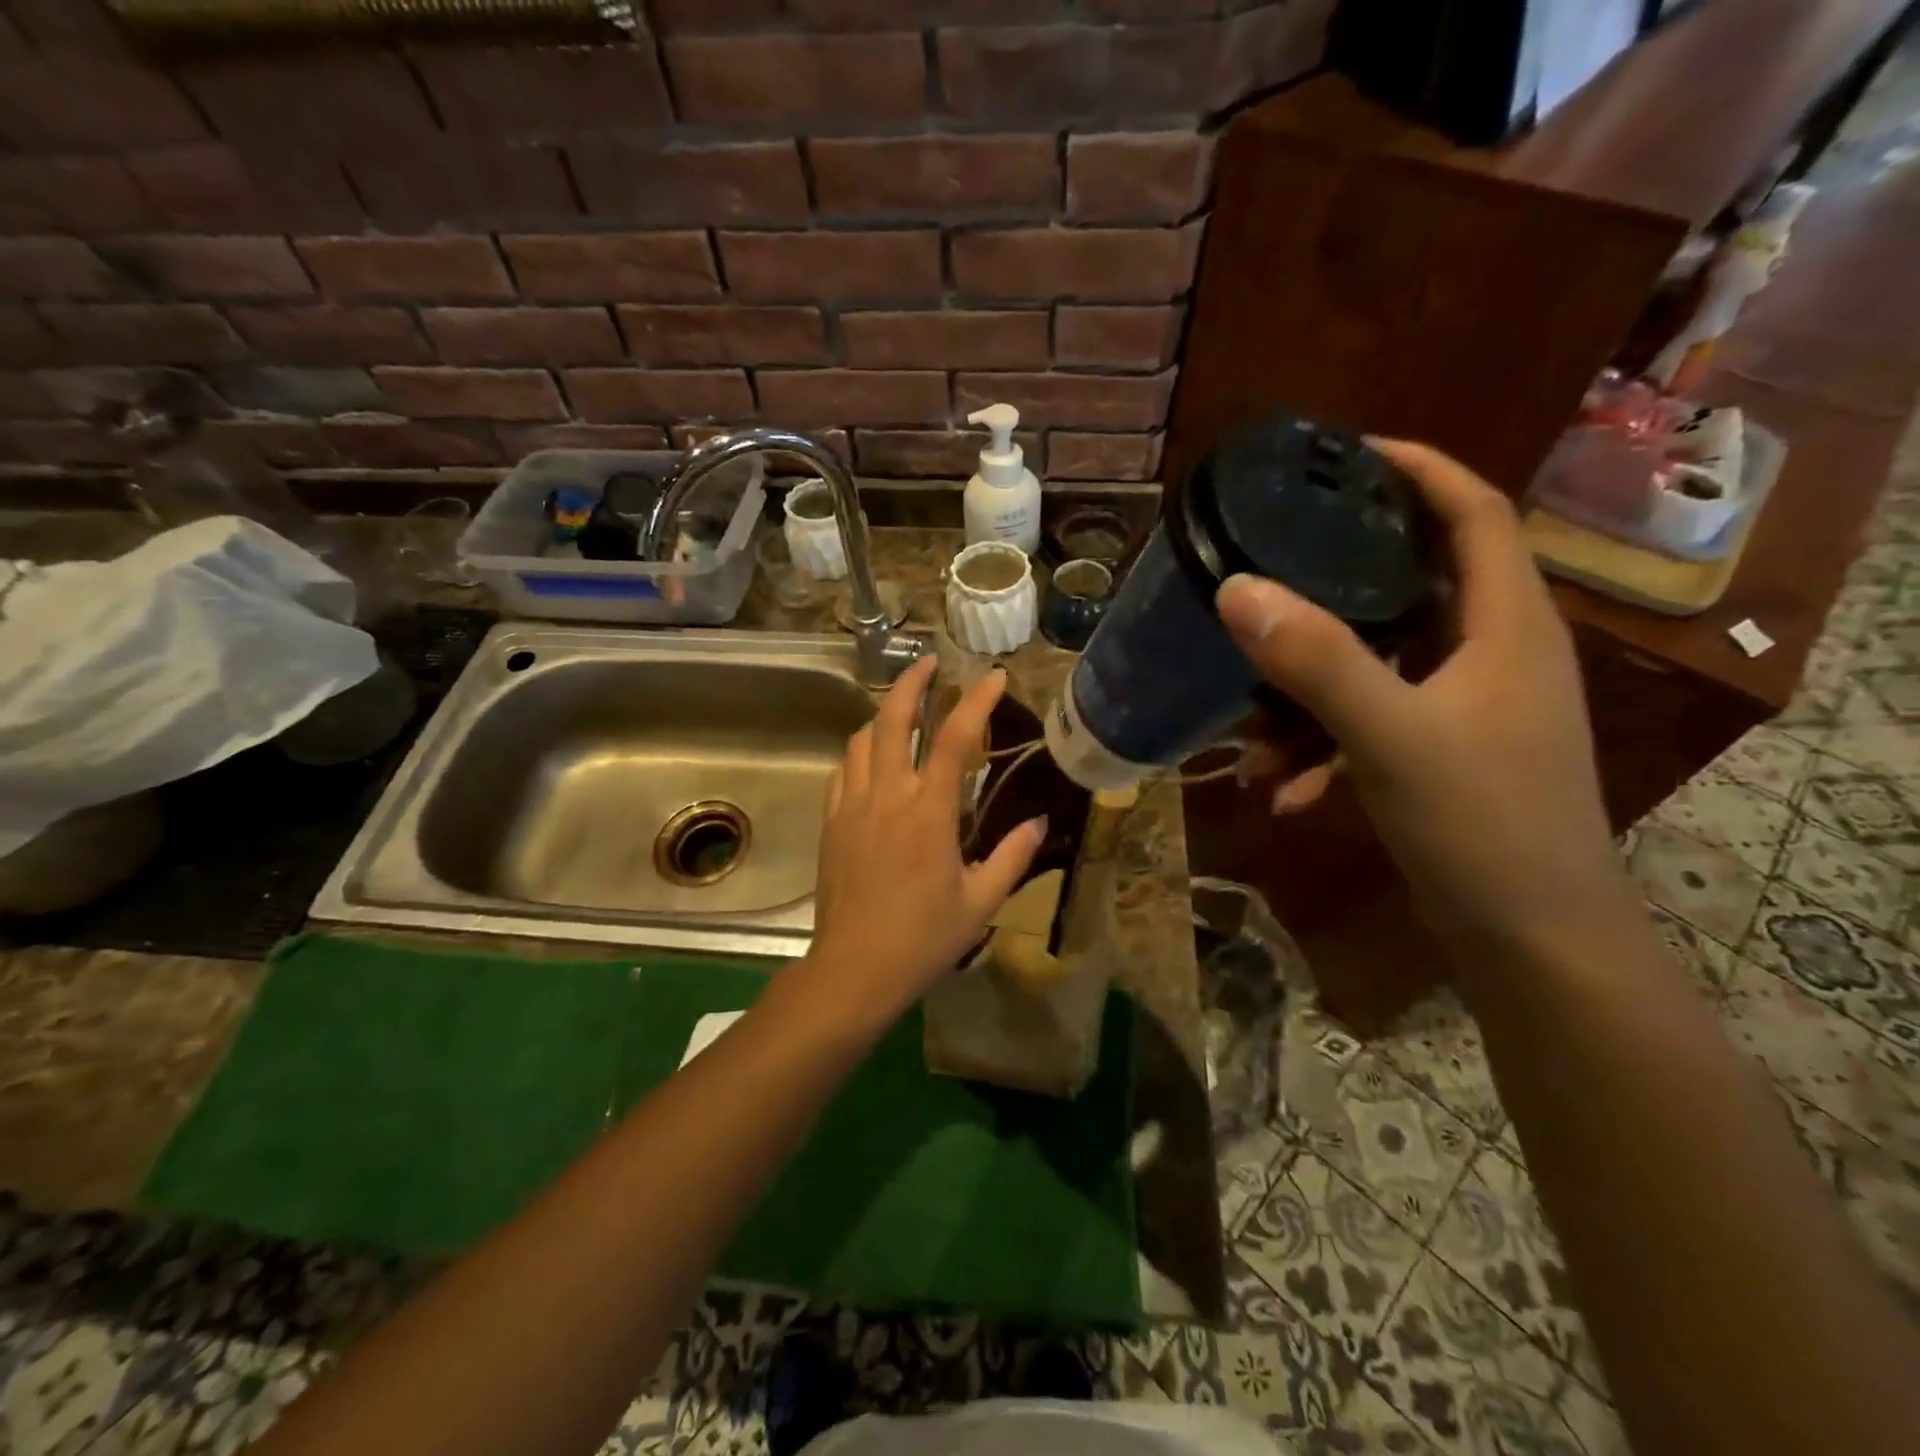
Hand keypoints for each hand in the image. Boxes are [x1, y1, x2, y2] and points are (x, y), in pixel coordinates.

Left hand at [805, 655, 1045, 1018]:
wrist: (854, 969)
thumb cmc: (923, 938)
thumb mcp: (981, 901)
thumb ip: (1012, 856)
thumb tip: (1039, 821)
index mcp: (928, 812)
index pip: (956, 739)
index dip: (977, 700)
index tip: (995, 676)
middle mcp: (887, 796)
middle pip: (893, 719)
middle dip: (911, 683)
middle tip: (928, 663)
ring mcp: (852, 806)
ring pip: (862, 739)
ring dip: (884, 715)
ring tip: (904, 710)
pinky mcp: (831, 823)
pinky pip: (843, 770)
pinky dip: (861, 752)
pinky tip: (873, 759)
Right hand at [1215, 440, 1632, 951]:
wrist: (1532, 940)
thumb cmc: (1483, 824)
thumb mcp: (1392, 736)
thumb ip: (1317, 660)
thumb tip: (1237, 588)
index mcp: (1504, 622)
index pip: (1472, 511)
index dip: (1417, 469)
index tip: (1344, 453)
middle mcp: (1491, 650)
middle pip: (1410, 582)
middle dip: (1335, 577)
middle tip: (1271, 560)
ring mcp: (1466, 704)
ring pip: (1375, 664)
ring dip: (1309, 691)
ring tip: (1251, 731)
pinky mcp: (1442, 749)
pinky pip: (1368, 722)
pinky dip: (1324, 745)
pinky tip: (1283, 791)